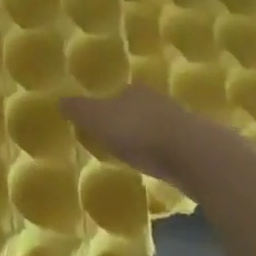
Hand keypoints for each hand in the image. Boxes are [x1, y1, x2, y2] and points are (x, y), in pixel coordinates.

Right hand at [61, 85, 246, 191]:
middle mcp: (158, 100)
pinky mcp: (196, 144)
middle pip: (139, 108)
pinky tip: (159, 165)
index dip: (109, 107)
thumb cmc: (138, 131)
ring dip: (149, 137)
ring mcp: (181, 121)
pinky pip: (173, 145)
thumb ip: (79, 110)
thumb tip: (59, 100)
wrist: (192, 153)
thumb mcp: (97, 119)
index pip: (119, 93)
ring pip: (158, 126)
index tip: (101, 122)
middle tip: (117, 138)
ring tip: (137, 154)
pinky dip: (165, 152)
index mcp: (134, 90)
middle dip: (130, 121)